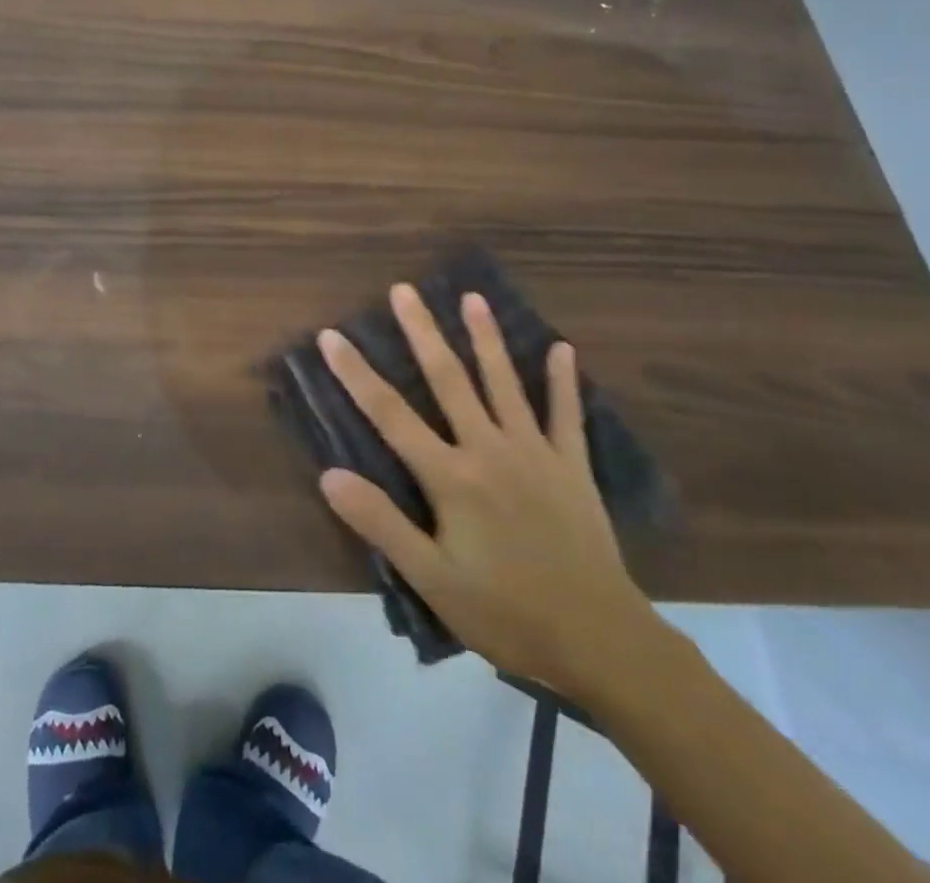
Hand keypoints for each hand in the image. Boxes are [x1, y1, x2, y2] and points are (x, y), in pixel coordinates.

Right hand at [317, 285, 652, 694]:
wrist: (600, 640)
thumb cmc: (505, 612)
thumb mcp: (432, 578)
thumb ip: (381, 523)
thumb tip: (329, 475)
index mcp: (451, 476)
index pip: (390, 413)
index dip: (356, 373)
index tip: (331, 336)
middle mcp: (489, 449)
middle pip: (448, 379)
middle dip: (422, 332)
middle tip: (404, 289)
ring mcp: (534, 452)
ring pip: (503, 383)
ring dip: (486, 338)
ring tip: (473, 297)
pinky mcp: (572, 466)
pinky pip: (566, 415)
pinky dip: (563, 382)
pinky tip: (564, 349)